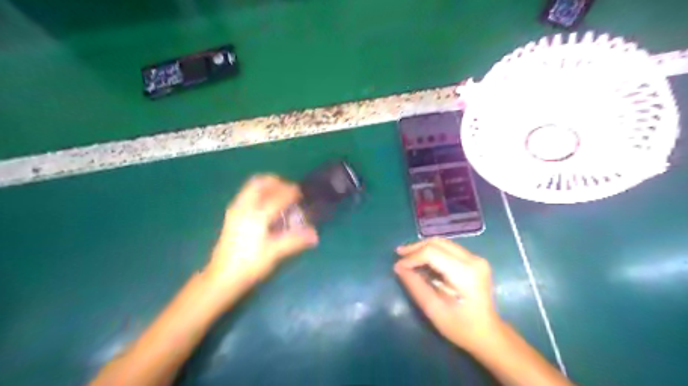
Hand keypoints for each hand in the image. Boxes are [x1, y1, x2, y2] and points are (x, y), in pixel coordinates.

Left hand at [203, 175, 319, 294]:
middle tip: (289, 190)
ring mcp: (235, 211)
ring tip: (279, 196)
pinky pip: (246, 195)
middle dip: (276, 182)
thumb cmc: (249, 265)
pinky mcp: (231, 216)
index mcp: (256, 215)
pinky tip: (266, 207)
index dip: (291, 192)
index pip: (277, 196)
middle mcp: (244, 207)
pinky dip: (259, 194)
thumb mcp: (274, 253)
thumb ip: (295, 241)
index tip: (302, 193)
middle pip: (259, 183)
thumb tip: (315, 235)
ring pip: (251, 188)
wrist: (221, 278)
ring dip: (267, 187)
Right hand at [395, 238, 502, 352]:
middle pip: (438, 243)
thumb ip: (415, 285)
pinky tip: (422, 260)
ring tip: (407, 256)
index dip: (412, 257)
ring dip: (423, 248)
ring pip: (443, 243)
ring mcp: (476, 258)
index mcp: (465, 273)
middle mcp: (473, 260)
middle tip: (399, 255)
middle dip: (416, 248)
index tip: (398, 266)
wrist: (488, 334)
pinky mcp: (475, 260)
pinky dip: (433, 252)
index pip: (432, 253)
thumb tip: (399, 267)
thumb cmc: (460, 327)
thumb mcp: (433, 309)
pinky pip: (449, 249)